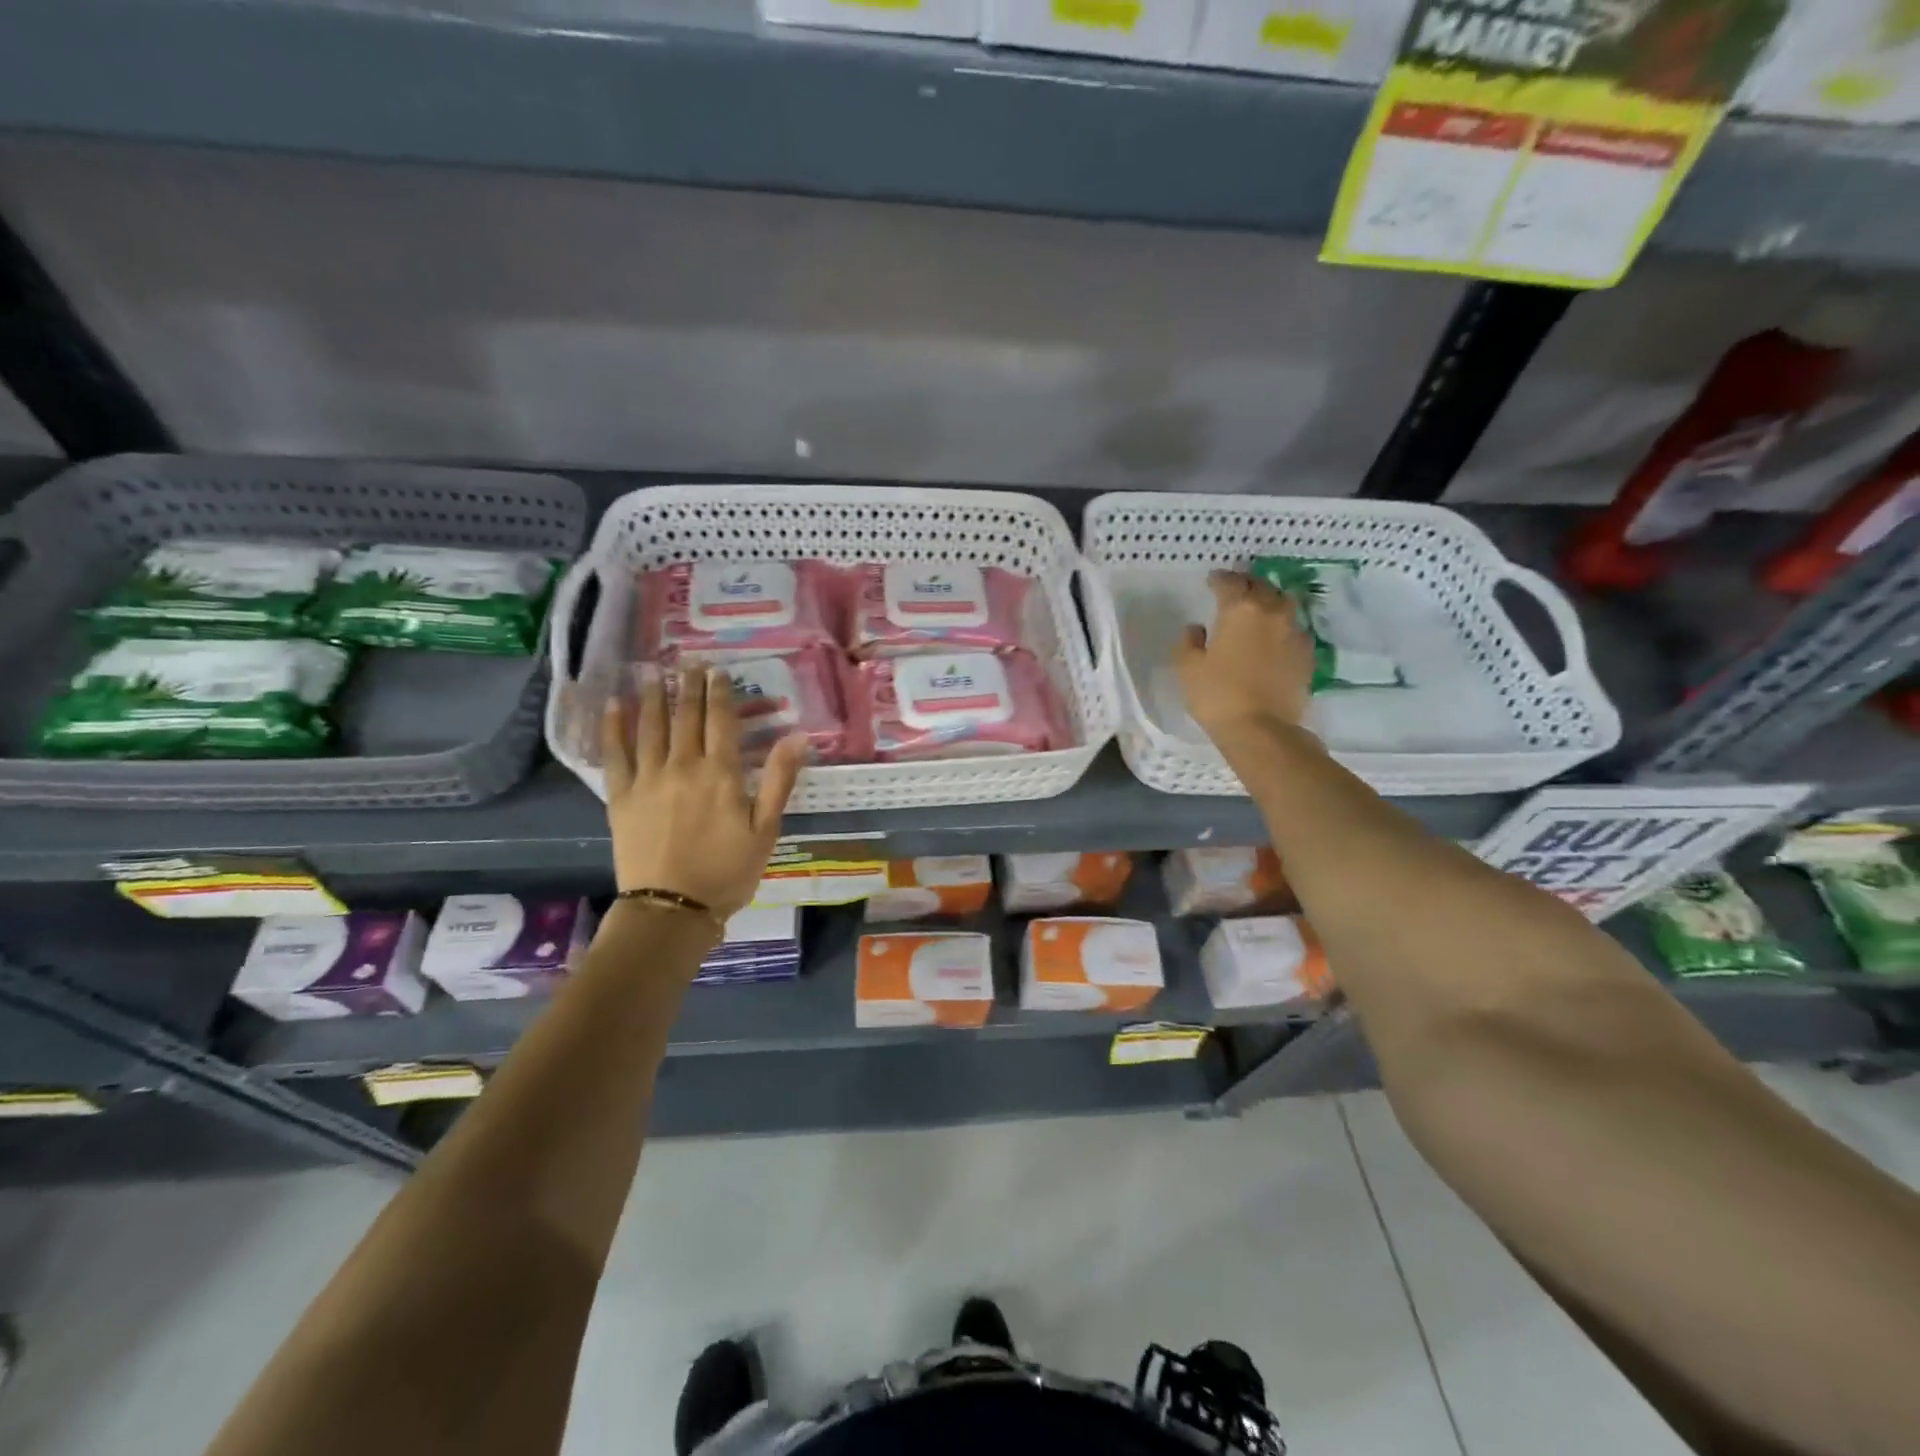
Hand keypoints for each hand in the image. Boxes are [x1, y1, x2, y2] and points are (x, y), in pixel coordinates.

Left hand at [600, 667, 806, 917]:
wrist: (672, 908)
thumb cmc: (727, 871)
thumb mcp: (765, 829)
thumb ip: (779, 779)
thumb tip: (798, 736)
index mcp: (720, 774)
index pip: (721, 721)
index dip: (720, 693)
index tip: (717, 671)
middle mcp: (682, 766)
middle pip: (686, 717)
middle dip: (688, 687)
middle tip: (688, 662)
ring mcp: (648, 779)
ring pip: (650, 728)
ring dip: (653, 697)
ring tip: (652, 673)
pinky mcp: (621, 797)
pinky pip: (615, 754)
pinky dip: (614, 728)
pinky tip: (613, 706)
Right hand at [1174, 569, 1314, 738]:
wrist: (1262, 729)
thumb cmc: (1217, 695)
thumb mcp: (1188, 668)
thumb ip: (1189, 642)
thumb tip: (1196, 628)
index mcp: (1241, 609)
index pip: (1230, 583)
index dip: (1220, 579)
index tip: (1212, 581)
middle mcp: (1272, 613)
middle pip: (1262, 587)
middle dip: (1247, 585)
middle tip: (1235, 590)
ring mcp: (1294, 633)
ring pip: (1284, 604)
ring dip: (1270, 601)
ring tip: (1259, 609)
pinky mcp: (1307, 655)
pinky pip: (1294, 629)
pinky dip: (1283, 626)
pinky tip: (1274, 637)